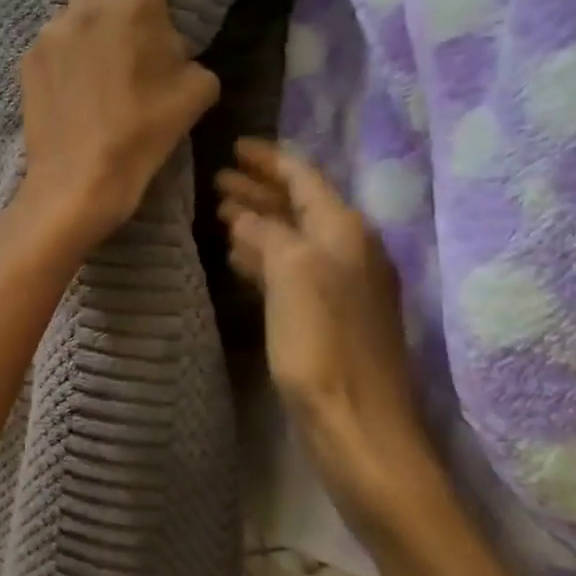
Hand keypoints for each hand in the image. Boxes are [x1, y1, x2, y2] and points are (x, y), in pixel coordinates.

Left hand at [19, 0, 220, 248]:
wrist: (79, 177)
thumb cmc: (145, 133)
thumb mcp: (195, 92)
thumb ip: (186, 54)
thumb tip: (170, 49)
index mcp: (134, 8)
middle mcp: (86, 8)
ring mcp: (50, 33)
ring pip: (66, 4)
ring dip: (82, 13)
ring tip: (93, 53)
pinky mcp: (27, 60)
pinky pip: (50, 41)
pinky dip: (64, 49)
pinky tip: (71, 83)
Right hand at [216, 140, 446, 535]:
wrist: (359, 429)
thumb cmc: (322, 346)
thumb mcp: (291, 276)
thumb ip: (269, 234)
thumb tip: (246, 216)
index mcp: (344, 234)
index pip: (305, 179)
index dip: (270, 160)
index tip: (235, 146)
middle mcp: (348, 252)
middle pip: (299, 206)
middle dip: (259, 189)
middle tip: (216, 179)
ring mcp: (340, 287)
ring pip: (292, 238)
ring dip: (259, 222)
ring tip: (219, 212)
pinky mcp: (327, 318)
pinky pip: (290, 270)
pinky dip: (263, 256)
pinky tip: (238, 258)